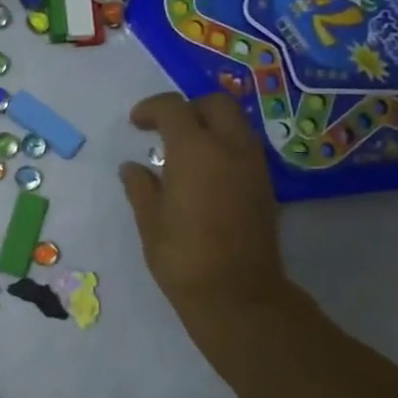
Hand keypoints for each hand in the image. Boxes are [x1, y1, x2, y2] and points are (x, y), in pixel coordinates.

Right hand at [119, 92, 293, 340]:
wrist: (237, 293)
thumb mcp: (150, 220)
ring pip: (235, 123)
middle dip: (188, 108)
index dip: (151, 109)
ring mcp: (254, 165)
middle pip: (215, 103)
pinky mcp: (265, 185)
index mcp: (195, 150)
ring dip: (210, 126)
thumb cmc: (183, 256)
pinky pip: (244, 148)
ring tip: (185, 152)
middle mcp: (230, 147)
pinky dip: (224, 147)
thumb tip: (132, 168)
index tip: (136, 124)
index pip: (173, 108)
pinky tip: (204, 174)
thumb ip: (140, 186)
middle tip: (165, 130)